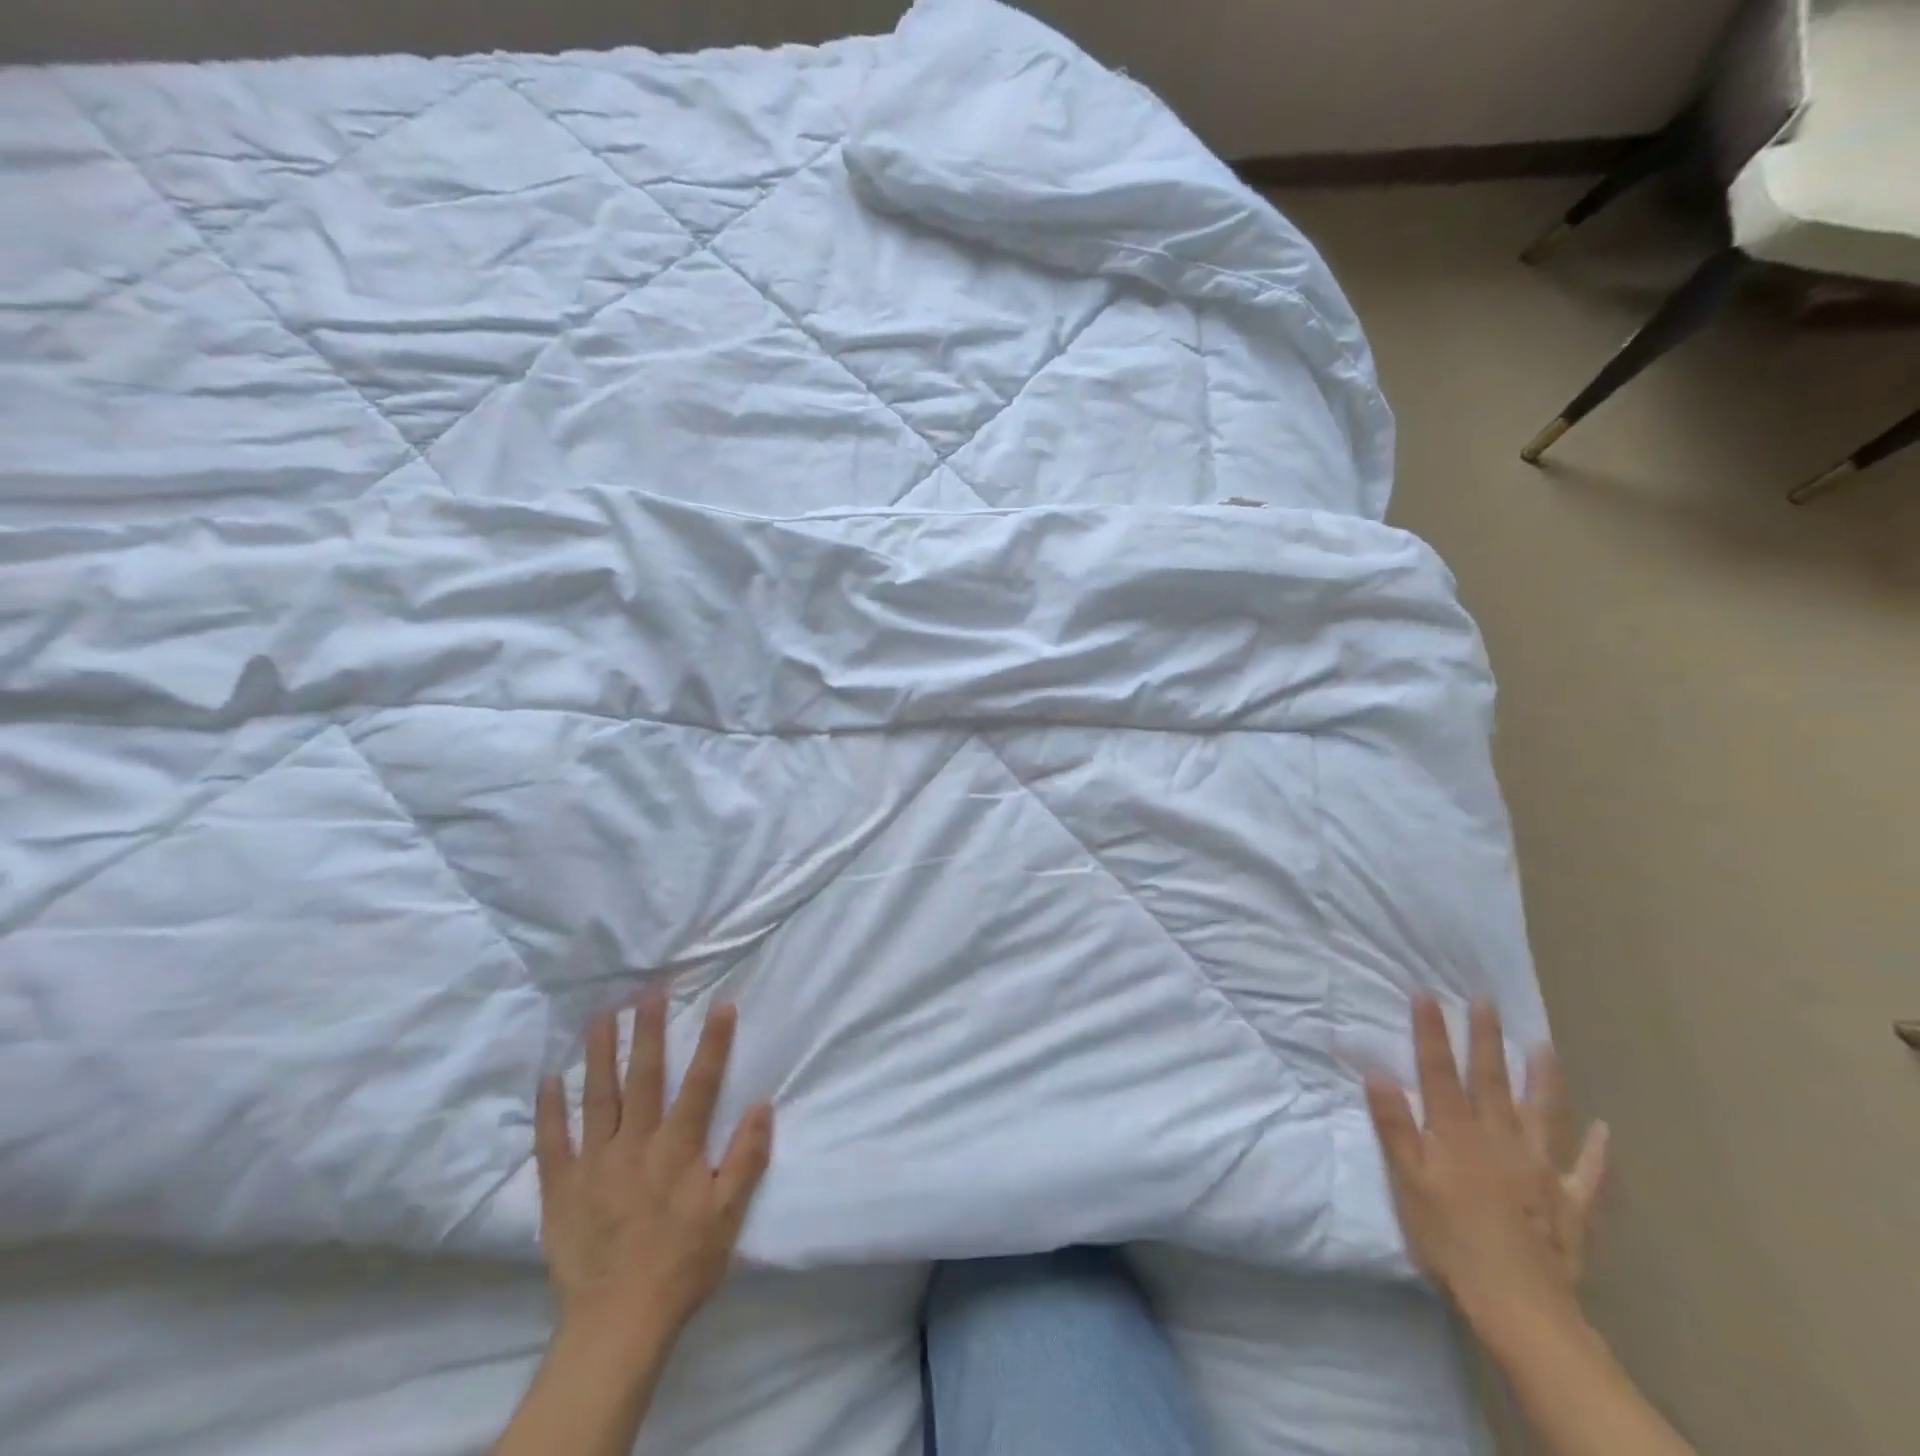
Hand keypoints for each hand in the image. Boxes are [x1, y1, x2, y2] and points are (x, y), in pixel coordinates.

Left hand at [534, 992, 773, 1350]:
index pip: (701, 1083)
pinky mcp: (561, 1189)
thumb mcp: (729, 1216)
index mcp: (677, 1149)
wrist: (617, 1325)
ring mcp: (594, 1164)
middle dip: (647, 1030)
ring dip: (600, 1053)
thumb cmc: (681, 1265)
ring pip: (597, 1097)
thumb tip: (763, 1105)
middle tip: (648, 991)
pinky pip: (552, 1142)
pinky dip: (549, 1109)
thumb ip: (746, 1158)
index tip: (721, 1004)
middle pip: (643, 1077)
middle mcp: (635, 1145)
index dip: (713, 1042)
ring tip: (601, 1016)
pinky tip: (549, 1078)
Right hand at [1364, 995, 1607, 1339]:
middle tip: (1486, 999)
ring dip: (1544, 1078)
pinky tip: (1605, 1131)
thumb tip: (1376, 1071)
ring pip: (1543, 1113)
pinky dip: (1598, 1151)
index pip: (1439, 1071)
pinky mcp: (1570, 1204)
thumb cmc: (1450, 1238)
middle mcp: (1500, 1139)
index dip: (1432, 1031)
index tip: (1426, 993)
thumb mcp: (1407, 1181)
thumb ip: (1394, 1125)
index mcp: (1456, 1132)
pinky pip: (1588, 1173)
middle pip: (1491, 1080)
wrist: (1519, 1305)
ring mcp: (1541, 1169)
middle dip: (1485, 1037)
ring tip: (1545, 1046)